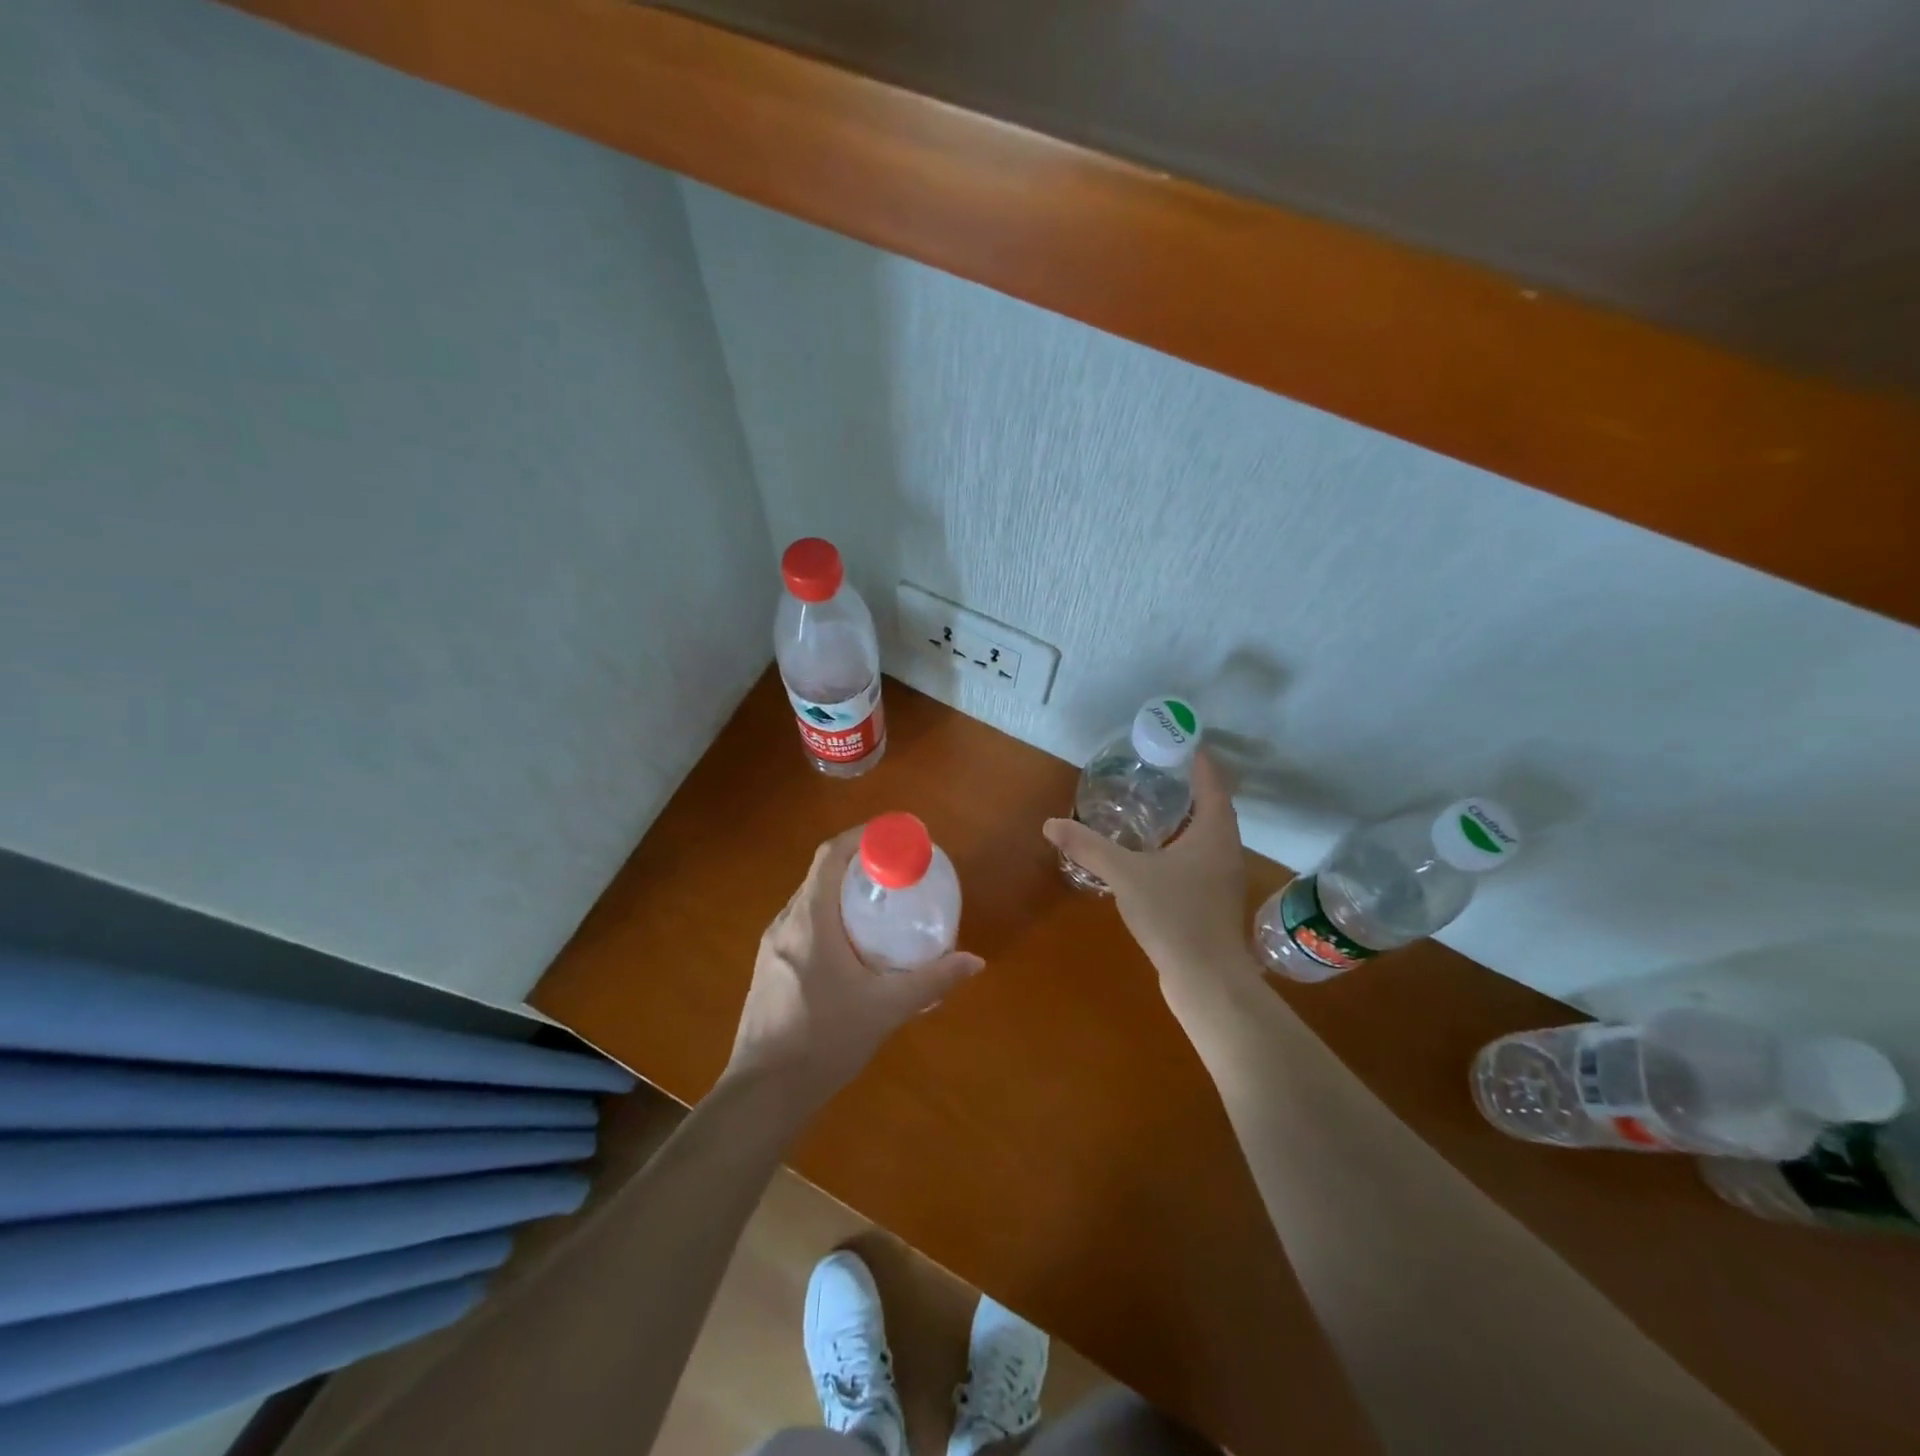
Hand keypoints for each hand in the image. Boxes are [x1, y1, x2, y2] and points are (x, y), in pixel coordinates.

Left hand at [726, 827, 982, 1106]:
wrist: (763, 1093)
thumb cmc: (824, 1039)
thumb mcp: (886, 1008)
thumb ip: (932, 981)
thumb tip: (975, 962)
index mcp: (810, 920)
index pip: (829, 857)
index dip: (860, 837)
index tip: (892, 836)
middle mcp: (785, 924)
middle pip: (821, 877)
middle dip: (857, 866)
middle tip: (896, 874)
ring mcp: (771, 948)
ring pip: (810, 903)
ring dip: (842, 895)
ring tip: (879, 909)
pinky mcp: (769, 970)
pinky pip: (802, 927)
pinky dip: (829, 920)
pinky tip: (852, 951)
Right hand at [1043, 750, 1257, 989]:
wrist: (1207, 979)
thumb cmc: (1174, 915)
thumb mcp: (1126, 874)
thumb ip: (1088, 847)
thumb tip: (1050, 824)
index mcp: (1214, 832)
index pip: (1212, 782)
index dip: (1198, 759)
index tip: (1179, 740)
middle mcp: (1226, 849)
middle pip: (1211, 806)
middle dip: (1186, 786)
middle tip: (1153, 769)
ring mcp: (1222, 877)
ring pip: (1205, 834)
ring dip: (1183, 817)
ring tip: (1149, 805)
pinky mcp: (1213, 900)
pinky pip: (1198, 857)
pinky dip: (1179, 844)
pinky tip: (1152, 854)